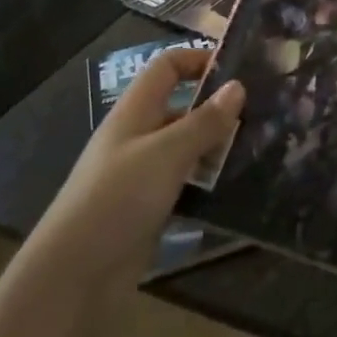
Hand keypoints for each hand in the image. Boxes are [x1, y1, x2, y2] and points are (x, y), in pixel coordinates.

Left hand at [33, 48, 243, 284]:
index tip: (238, 69)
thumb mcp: (167, 153)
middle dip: (217, 108)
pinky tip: (236, 186)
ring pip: (186, 147)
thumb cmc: (118, 198)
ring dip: (216, 147)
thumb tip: (238, 86)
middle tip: (262, 113)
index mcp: (135, 112)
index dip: (198, 60)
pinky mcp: (148, 209)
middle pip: (181, 107)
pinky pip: (184, 183)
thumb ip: (204, 121)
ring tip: (260, 147)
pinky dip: (207, 182)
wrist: (74, 276)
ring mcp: (141, 174)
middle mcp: (138, 136)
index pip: (167, 67)